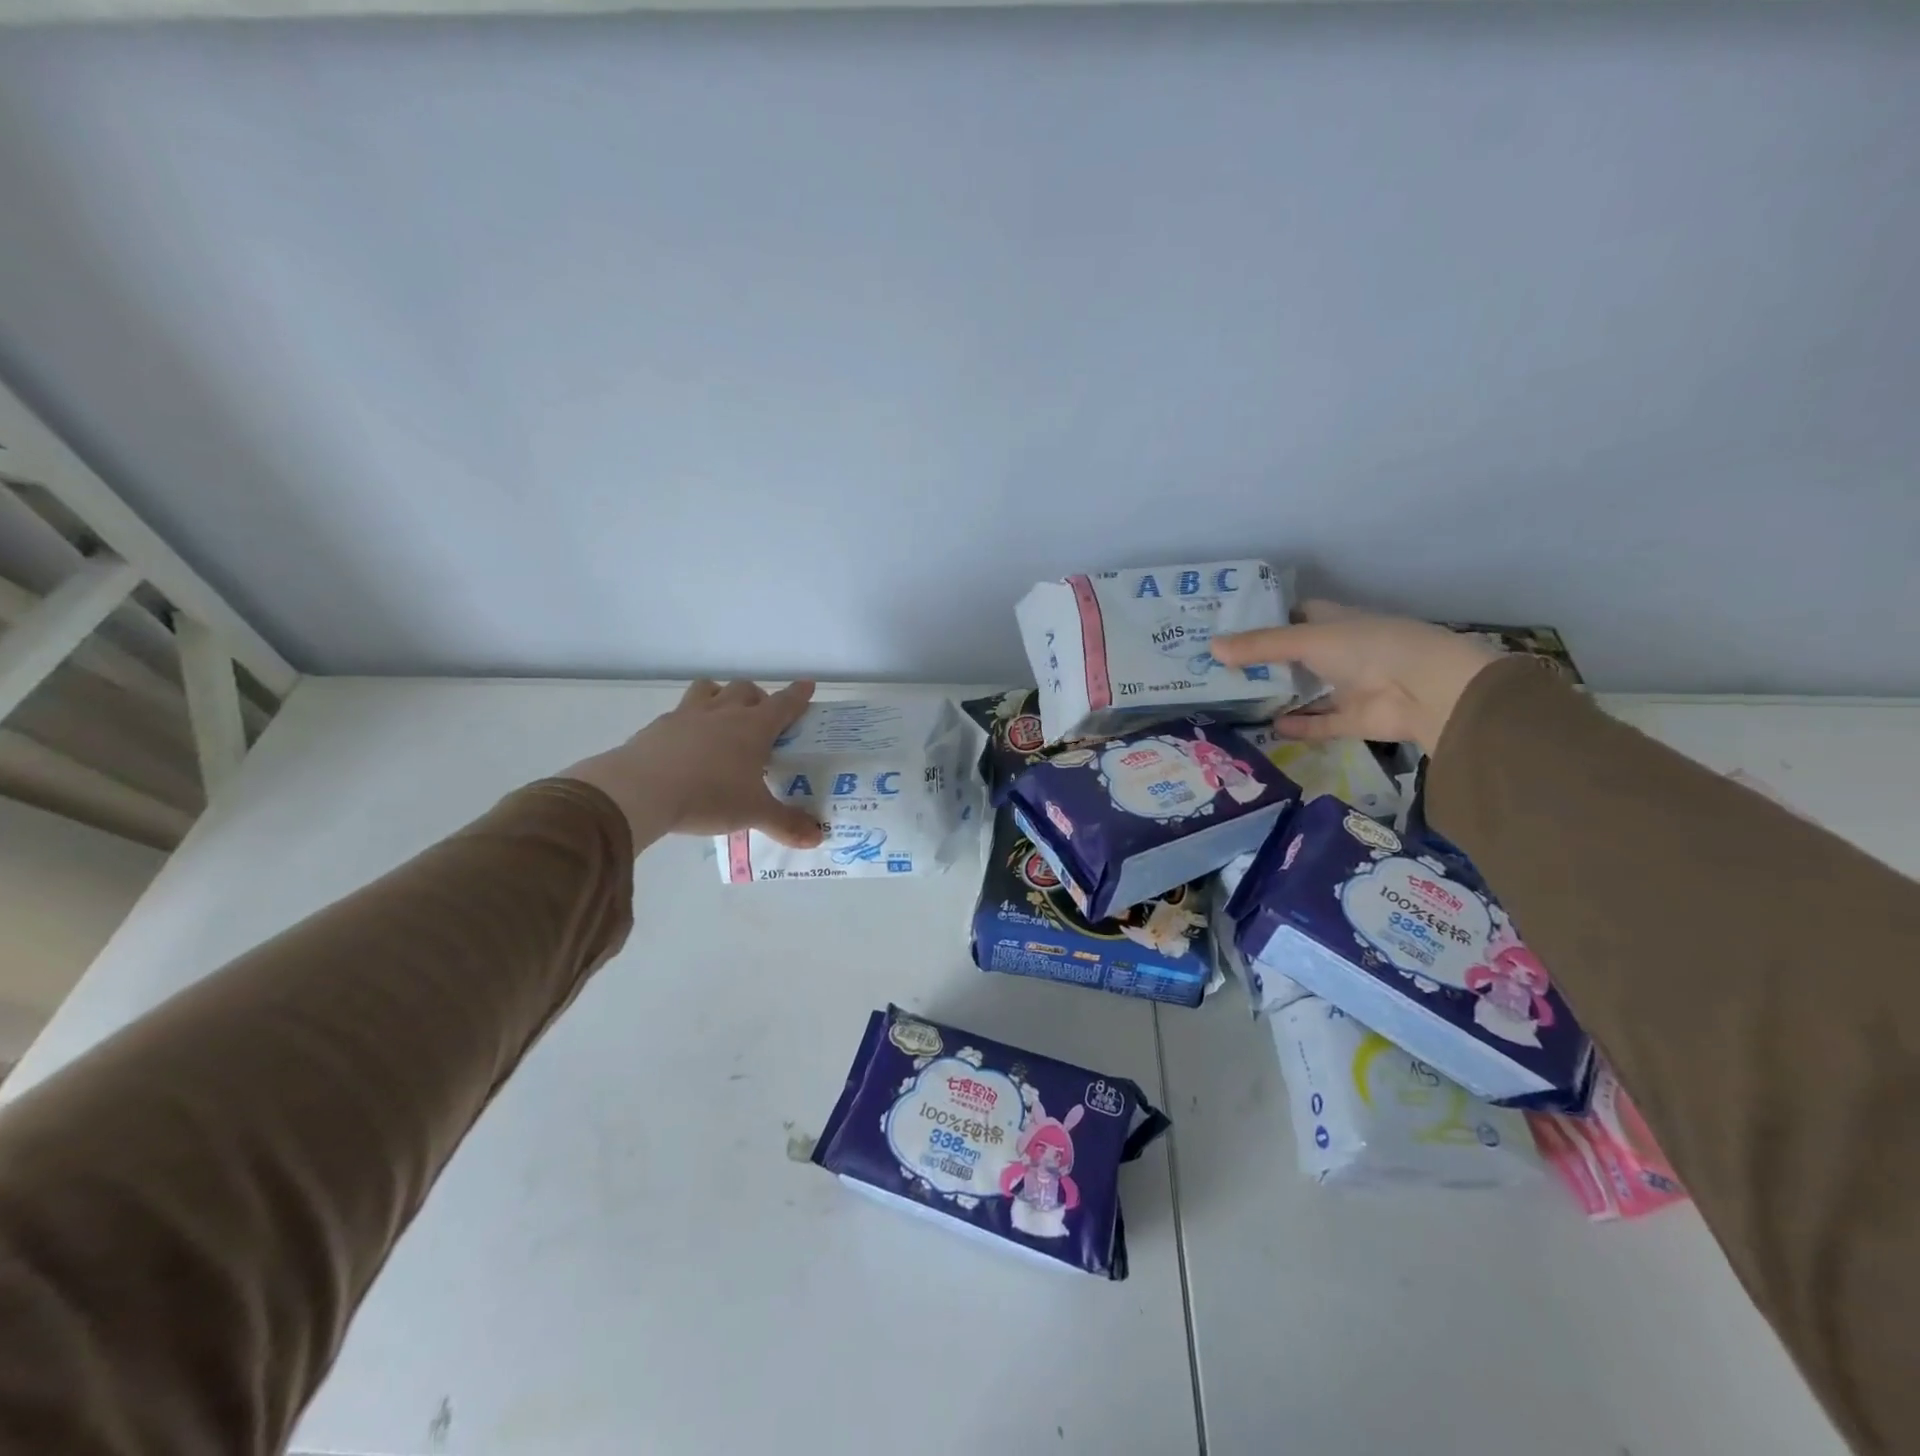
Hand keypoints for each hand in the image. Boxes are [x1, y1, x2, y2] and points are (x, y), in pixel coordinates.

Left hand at [561, 679, 825, 850]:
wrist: (640, 791)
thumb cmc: (709, 796)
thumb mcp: (753, 813)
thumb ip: (786, 823)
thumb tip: (817, 839)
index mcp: (753, 727)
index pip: (783, 703)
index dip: (798, 695)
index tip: (807, 685)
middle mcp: (723, 712)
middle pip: (745, 689)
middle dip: (758, 697)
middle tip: (761, 718)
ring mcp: (687, 715)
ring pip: (709, 689)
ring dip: (721, 695)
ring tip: (722, 717)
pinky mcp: (658, 727)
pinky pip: (679, 713)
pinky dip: (689, 721)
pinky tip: (686, 743)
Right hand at [1212, 602, 1502, 753]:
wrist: (1426, 690)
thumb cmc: (1369, 648)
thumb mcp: (1306, 640)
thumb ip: (1259, 646)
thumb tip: (1210, 648)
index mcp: (1335, 621)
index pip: (1295, 614)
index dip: (1265, 618)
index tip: (1227, 626)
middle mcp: (1341, 651)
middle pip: (1295, 655)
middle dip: (1262, 660)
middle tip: (1218, 666)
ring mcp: (1348, 686)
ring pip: (1306, 690)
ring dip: (1277, 695)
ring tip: (1233, 698)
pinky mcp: (1353, 719)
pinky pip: (1319, 723)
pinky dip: (1297, 726)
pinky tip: (1267, 727)